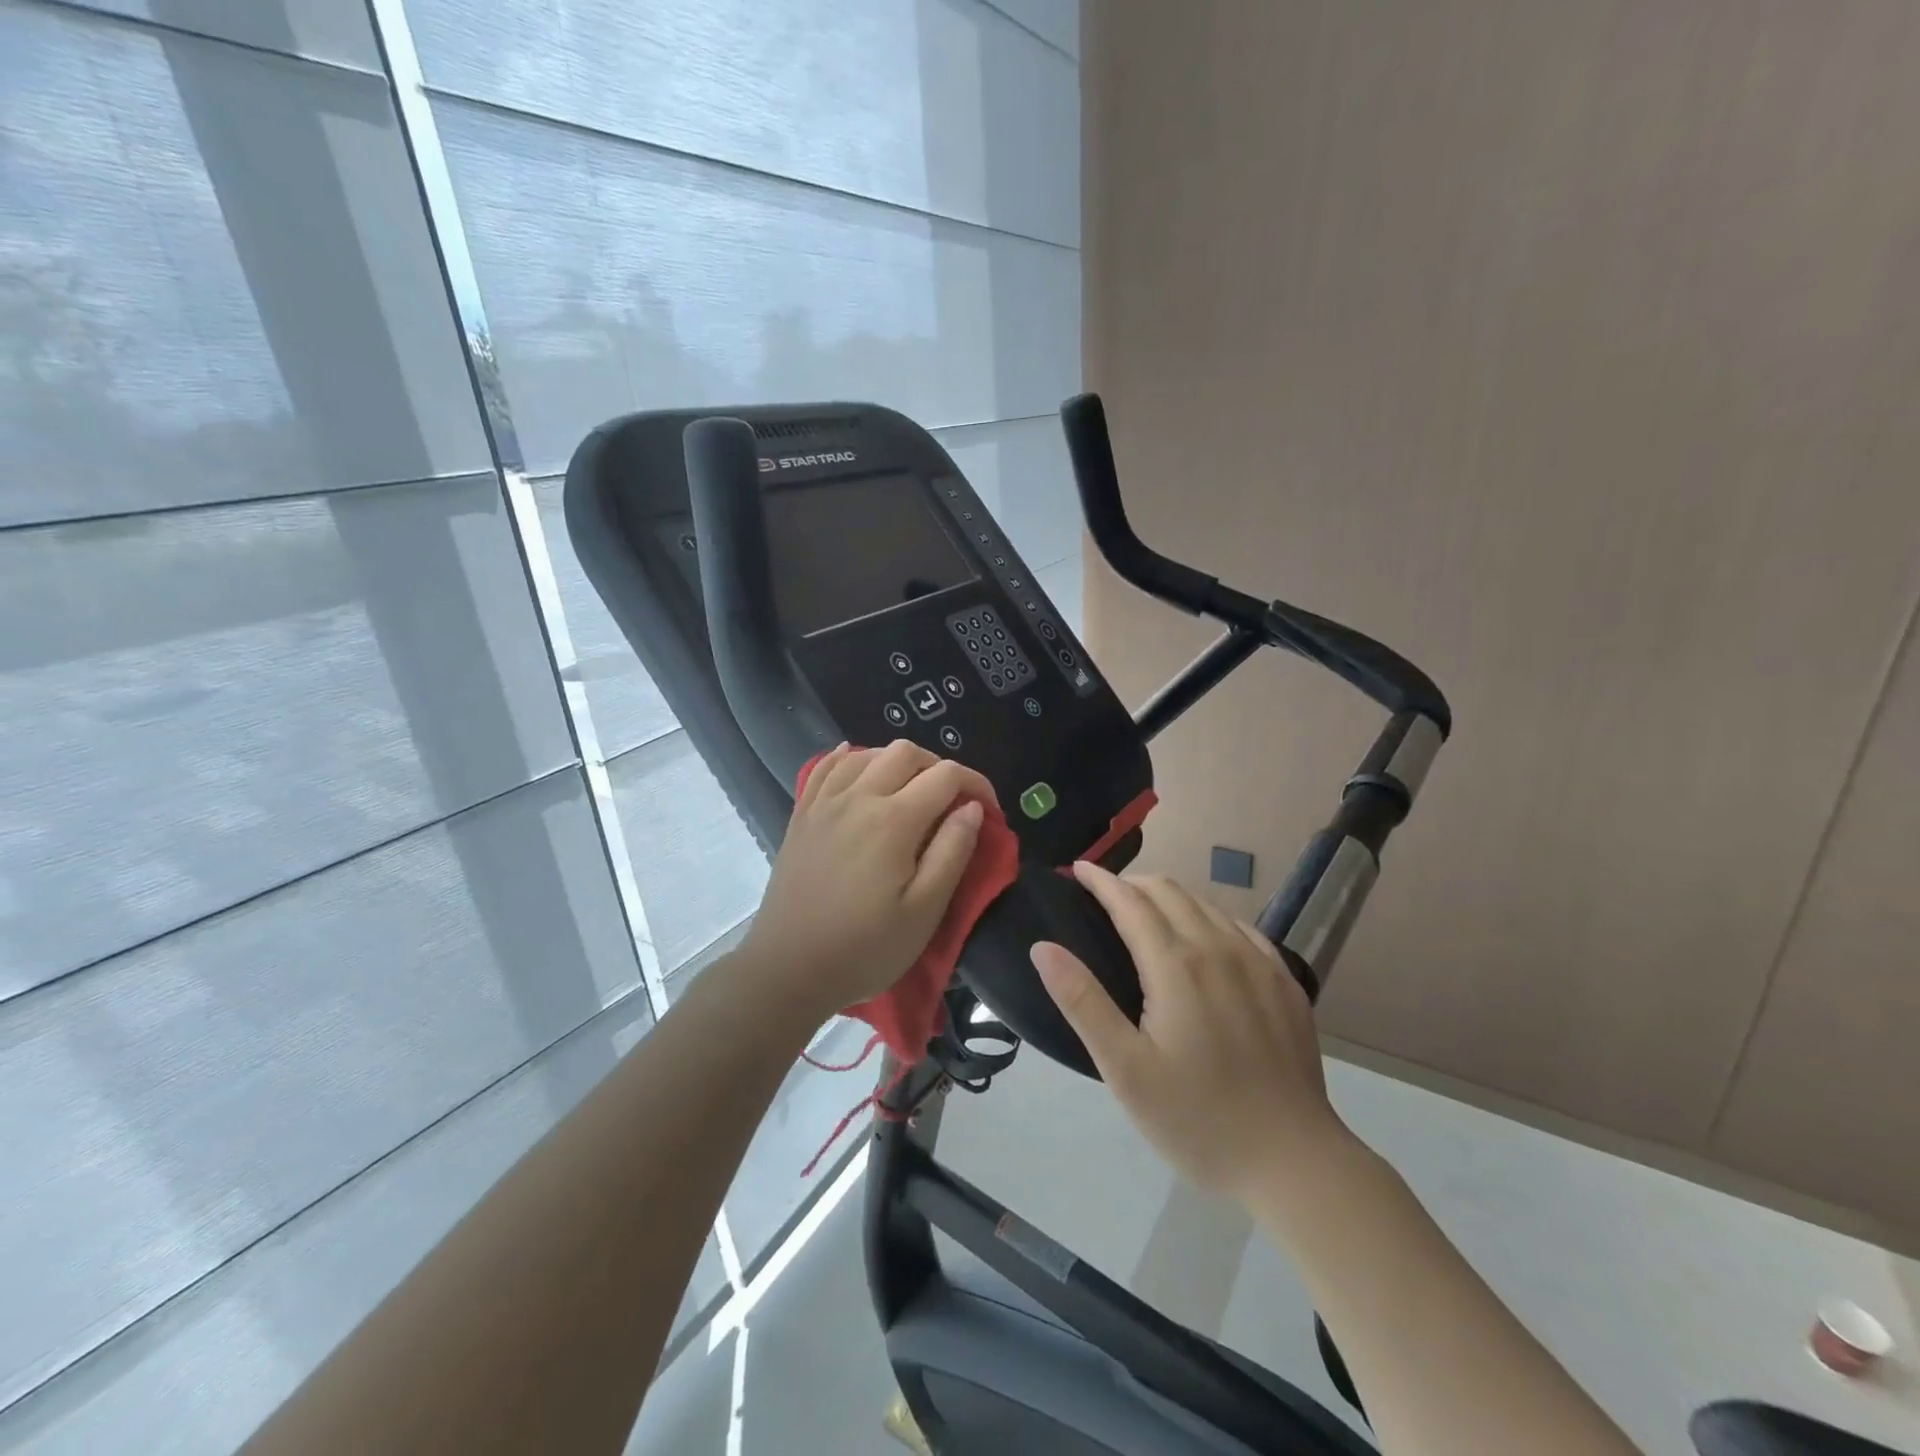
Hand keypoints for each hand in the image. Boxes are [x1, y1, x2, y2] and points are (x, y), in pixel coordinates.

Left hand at [741, 741, 994, 1024]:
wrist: (788, 969)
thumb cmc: (865, 948)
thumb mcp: (924, 911)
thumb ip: (953, 851)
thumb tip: (972, 808)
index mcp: (894, 820)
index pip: (946, 775)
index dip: (976, 784)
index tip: (988, 812)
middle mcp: (858, 797)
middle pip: (906, 752)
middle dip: (940, 768)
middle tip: (952, 803)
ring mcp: (825, 802)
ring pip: (867, 753)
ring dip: (898, 762)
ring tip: (912, 792)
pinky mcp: (802, 814)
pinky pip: (826, 766)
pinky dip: (850, 758)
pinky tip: (860, 767)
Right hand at [1031, 863, 1346, 1199]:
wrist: (1294, 1163)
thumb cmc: (1197, 1119)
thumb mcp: (1125, 1069)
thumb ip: (1082, 1002)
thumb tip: (1043, 947)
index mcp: (1176, 965)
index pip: (1130, 901)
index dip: (1101, 880)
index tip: (1077, 870)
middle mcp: (1219, 948)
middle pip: (1169, 892)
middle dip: (1132, 883)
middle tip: (1104, 895)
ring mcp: (1259, 962)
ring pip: (1206, 905)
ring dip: (1169, 897)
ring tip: (1146, 913)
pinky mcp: (1285, 981)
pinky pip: (1240, 927)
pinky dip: (1209, 918)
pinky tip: (1204, 939)